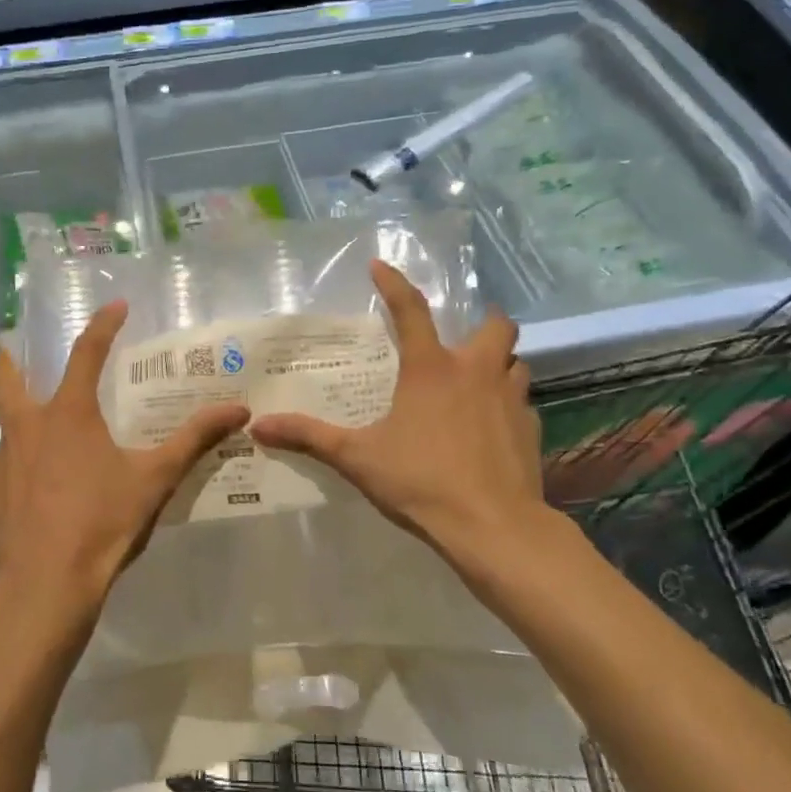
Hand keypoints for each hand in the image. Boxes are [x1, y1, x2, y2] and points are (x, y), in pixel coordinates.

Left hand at [0, 300, 249, 621]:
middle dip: (12, 357)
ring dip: (17, 415)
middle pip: (9, 378)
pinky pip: (2, 465)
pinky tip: (33, 484)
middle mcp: (27, 427)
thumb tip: (239, 409)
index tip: (116, 306)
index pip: (86, 353)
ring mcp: (1, 461)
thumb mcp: (155, 478)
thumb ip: (195, 440)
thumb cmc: (102, 522)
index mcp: (68, 414)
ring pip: (4, 425)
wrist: (44, 584)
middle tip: (14, 345)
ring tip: (37, 426)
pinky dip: (18, 462)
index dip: (103, 326)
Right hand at [249, 260, 554, 578]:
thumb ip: (309, 437)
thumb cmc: (421, 482)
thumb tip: (259, 426)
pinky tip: (491, 428)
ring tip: (477, 381)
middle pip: (496, 326)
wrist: (492, 525)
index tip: (379, 265)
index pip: (410, 310)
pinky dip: (507, 405)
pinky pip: (522, 403)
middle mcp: (476, 372)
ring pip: (515, 363)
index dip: (393, 283)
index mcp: (431, 369)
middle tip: (462, 339)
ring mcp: (511, 400)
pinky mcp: (530, 430)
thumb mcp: (357, 458)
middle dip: (484, 323)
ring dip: (499, 364)